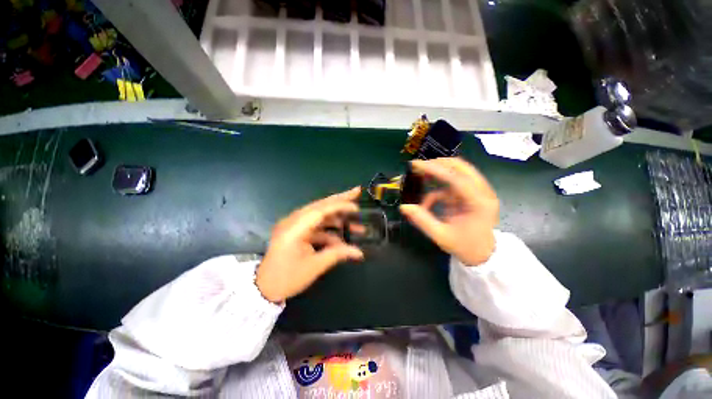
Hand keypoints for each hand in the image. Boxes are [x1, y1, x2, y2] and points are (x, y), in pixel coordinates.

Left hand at [256, 187, 364, 302]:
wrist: (264, 288)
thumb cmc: (287, 278)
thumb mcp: (314, 267)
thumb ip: (337, 254)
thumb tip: (359, 252)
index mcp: (295, 228)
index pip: (320, 210)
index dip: (340, 206)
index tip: (356, 206)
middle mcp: (294, 221)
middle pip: (321, 205)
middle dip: (340, 200)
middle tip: (357, 192)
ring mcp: (295, 225)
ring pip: (320, 215)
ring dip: (338, 219)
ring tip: (356, 225)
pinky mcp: (297, 231)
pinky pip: (316, 226)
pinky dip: (330, 231)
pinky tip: (342, 240)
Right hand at [399, 158, 498, 265]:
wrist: (484, 254)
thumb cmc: (465, 246)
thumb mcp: (441, 236)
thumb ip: (422, 220)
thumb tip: (404, 207)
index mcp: (479, 202)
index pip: (456, 178)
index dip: (434, 169)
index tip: (415, 164)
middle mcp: (483, 192)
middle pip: (461, 167)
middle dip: (437, 165)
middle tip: (418, 167)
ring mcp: (478, 191)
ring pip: (457, 171)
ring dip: (438, 173)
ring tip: (420, 175)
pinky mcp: (471, 194)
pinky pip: (452, 185)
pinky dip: (438, 190)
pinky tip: (427, 202)